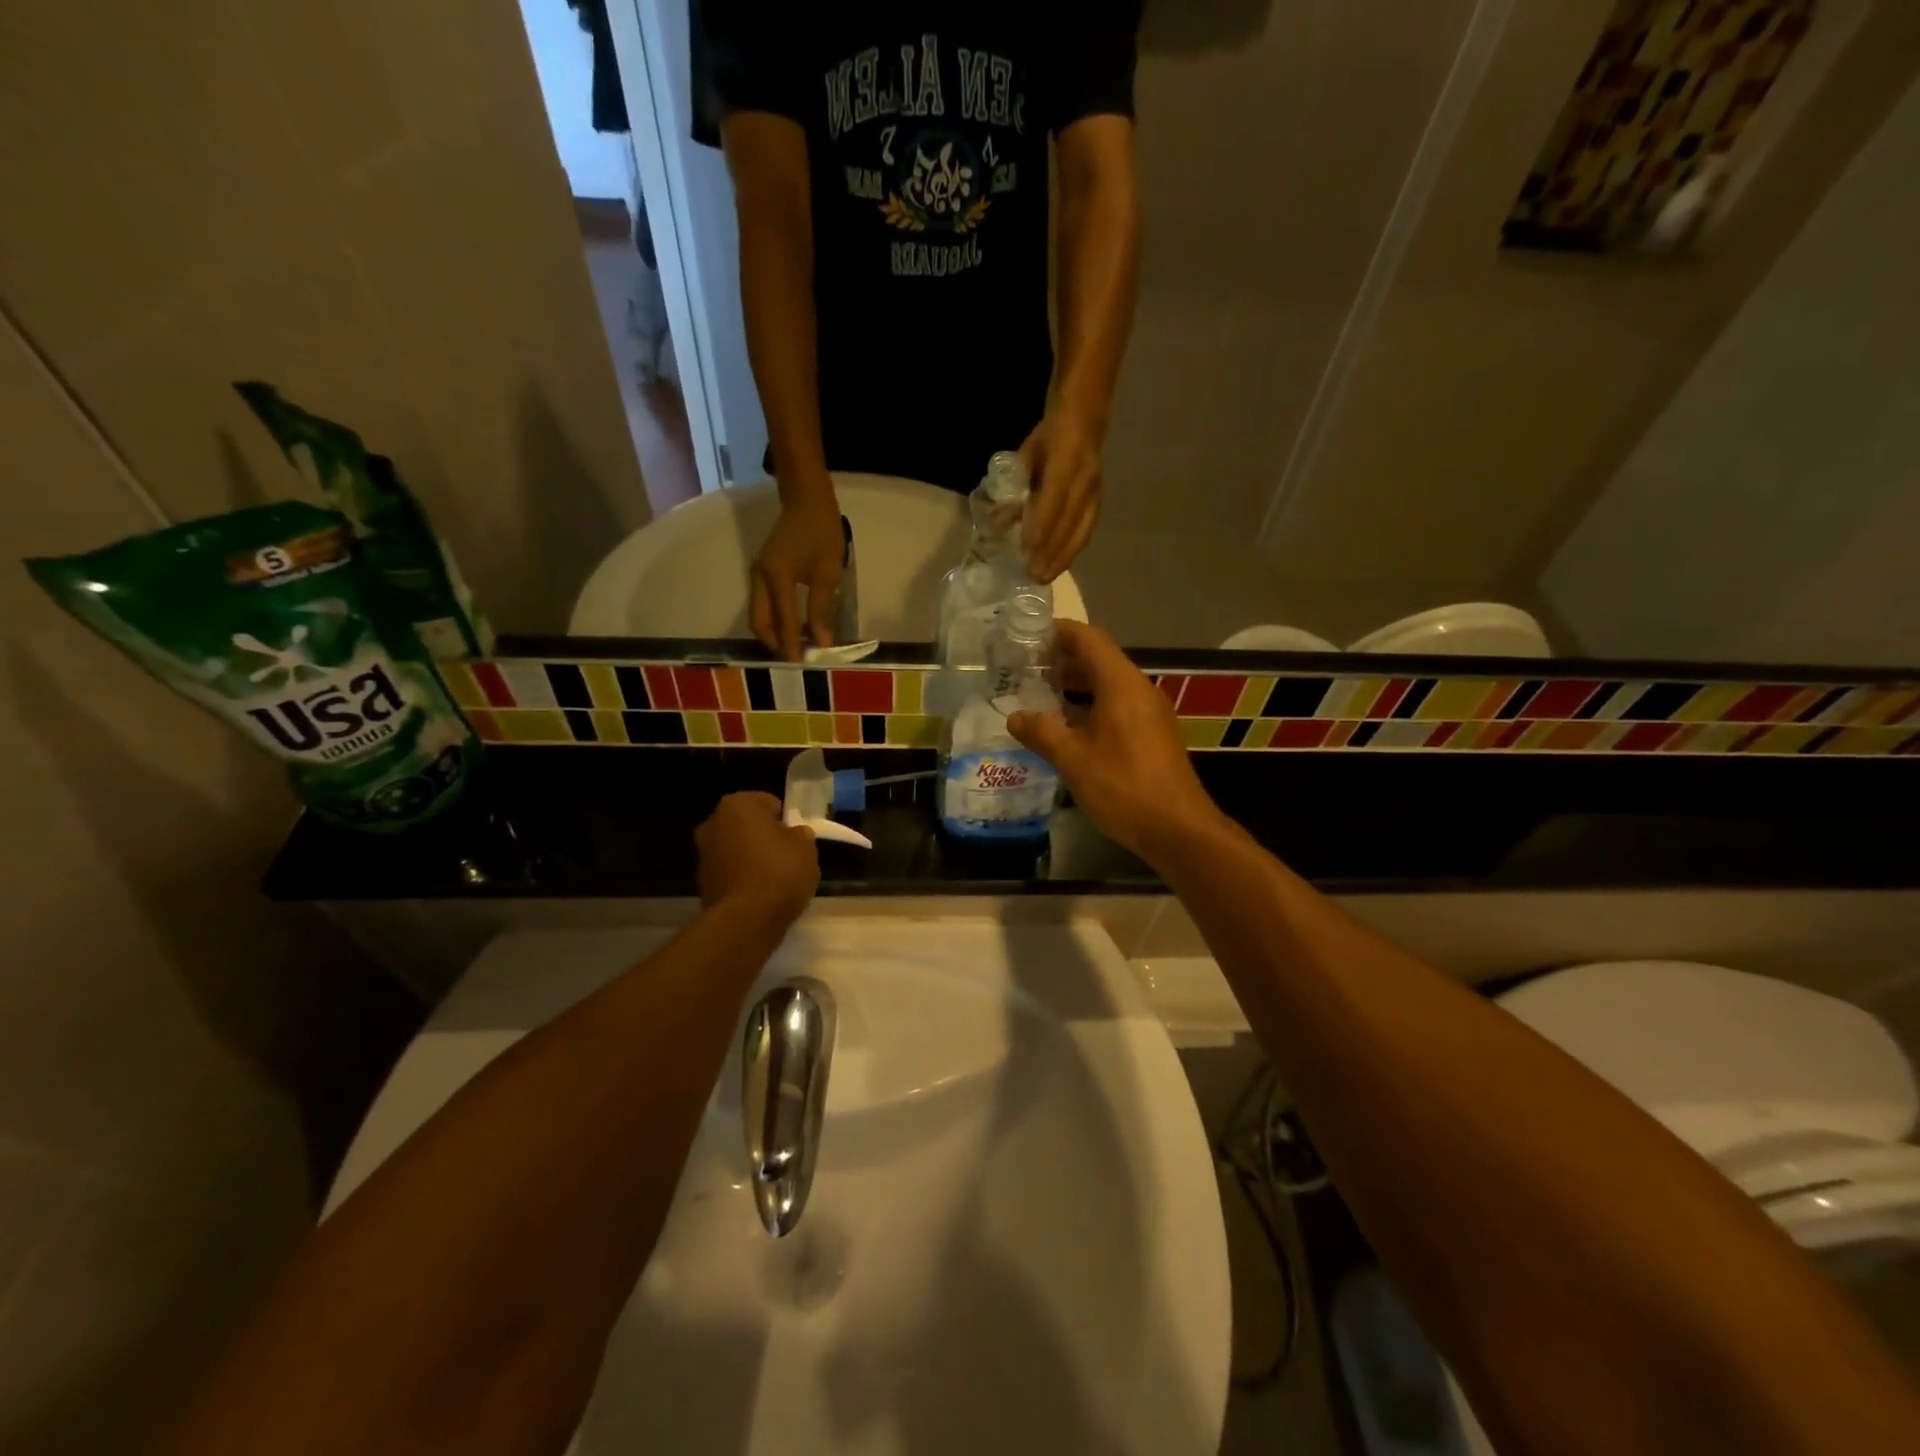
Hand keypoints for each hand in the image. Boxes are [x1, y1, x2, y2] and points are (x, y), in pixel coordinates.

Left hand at [695, 792, 818, 923]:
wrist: (746, 920)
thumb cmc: (779, 871)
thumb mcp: (806, 847)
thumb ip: (800, 834)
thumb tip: (794, 835)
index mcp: (738, 805)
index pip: (767, 802)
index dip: (784, 819)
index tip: (795, 837)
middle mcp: (713, 823)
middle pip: (747, 825)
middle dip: (763, 836)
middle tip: (786, 855)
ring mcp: (703, 854)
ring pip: (736, 848)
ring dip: (751, 857)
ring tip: (774, 878)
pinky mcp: (701, 882)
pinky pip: (730, 872)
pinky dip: (742, 878)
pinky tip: (759, 894)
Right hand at [751, 497, 842, 659]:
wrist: (806, 500)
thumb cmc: (822, 532)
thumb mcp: (828, 573)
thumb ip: (821, 609)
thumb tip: (821, 641)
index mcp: (776, 577)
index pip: (782, 621)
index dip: (792, 644)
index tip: (802, 663)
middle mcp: (759, 578)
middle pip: (759, 622)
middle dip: (776, 642)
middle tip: (798, 655)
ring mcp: (756, 574)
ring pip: (758, 614)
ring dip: (774, 632)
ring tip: (798, 643)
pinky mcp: (761, 572)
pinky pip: (762, 604)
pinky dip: (774, 619)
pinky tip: (794, 624)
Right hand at [1006, 621, 1225, 861]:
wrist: (1178, 829)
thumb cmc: (1124, 787)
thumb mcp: (1073, 759)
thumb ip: (1041, 732)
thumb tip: (1015, 717)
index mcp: (1121, 684)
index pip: (1088, 639)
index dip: (1057, 632)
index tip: (1026, 635)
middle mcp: (1139, 690)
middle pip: (1098, 660)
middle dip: (1060, 661)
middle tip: (1022, 670)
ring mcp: (1149, 713)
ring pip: (1107, 686)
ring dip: (1073, 687)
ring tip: (1037, 697)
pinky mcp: (1152, 735)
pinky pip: (1116, 707)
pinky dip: (1089, 707)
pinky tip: (1065, 728)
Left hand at [1020, 410, 1102, 583]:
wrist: (1085, 418)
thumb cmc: (1049, 436)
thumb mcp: (1026, 455)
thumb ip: (1014, 487)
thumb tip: (998, 520)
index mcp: (1065, 460)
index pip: (1053, 499)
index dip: (1041, 525)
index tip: (1027, 549)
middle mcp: (1085, 478)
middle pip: (1069, 521)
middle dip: (1051, 551)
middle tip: (1034, 575)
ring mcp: (1095, 491)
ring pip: (1081, 530)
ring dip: (1064, 557)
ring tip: (1046, 577)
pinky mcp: (1099, 500)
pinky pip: (1087, 530)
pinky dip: (1073, 549)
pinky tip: (1061, 564)